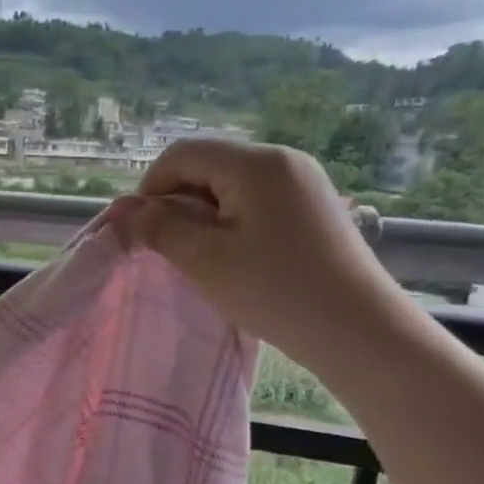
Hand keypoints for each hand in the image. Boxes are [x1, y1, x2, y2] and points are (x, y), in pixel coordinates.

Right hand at [130, 139, 418, 376]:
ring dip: (202, 212)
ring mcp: (303, 181)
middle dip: (177, 200)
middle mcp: (282, 159)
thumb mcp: (204, 260)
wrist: (357, 329)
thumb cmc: (275, 291)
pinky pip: (256, 198)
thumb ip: (160, 228)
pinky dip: (230, 218)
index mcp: (255, 164)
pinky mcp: (313, 204)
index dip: (150, 187)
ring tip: (198, 254)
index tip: (141, 229)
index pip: (183, 154)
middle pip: (208, 164)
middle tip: (167, 246)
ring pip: (231, 183)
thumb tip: (127, 210)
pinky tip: (232, 254)